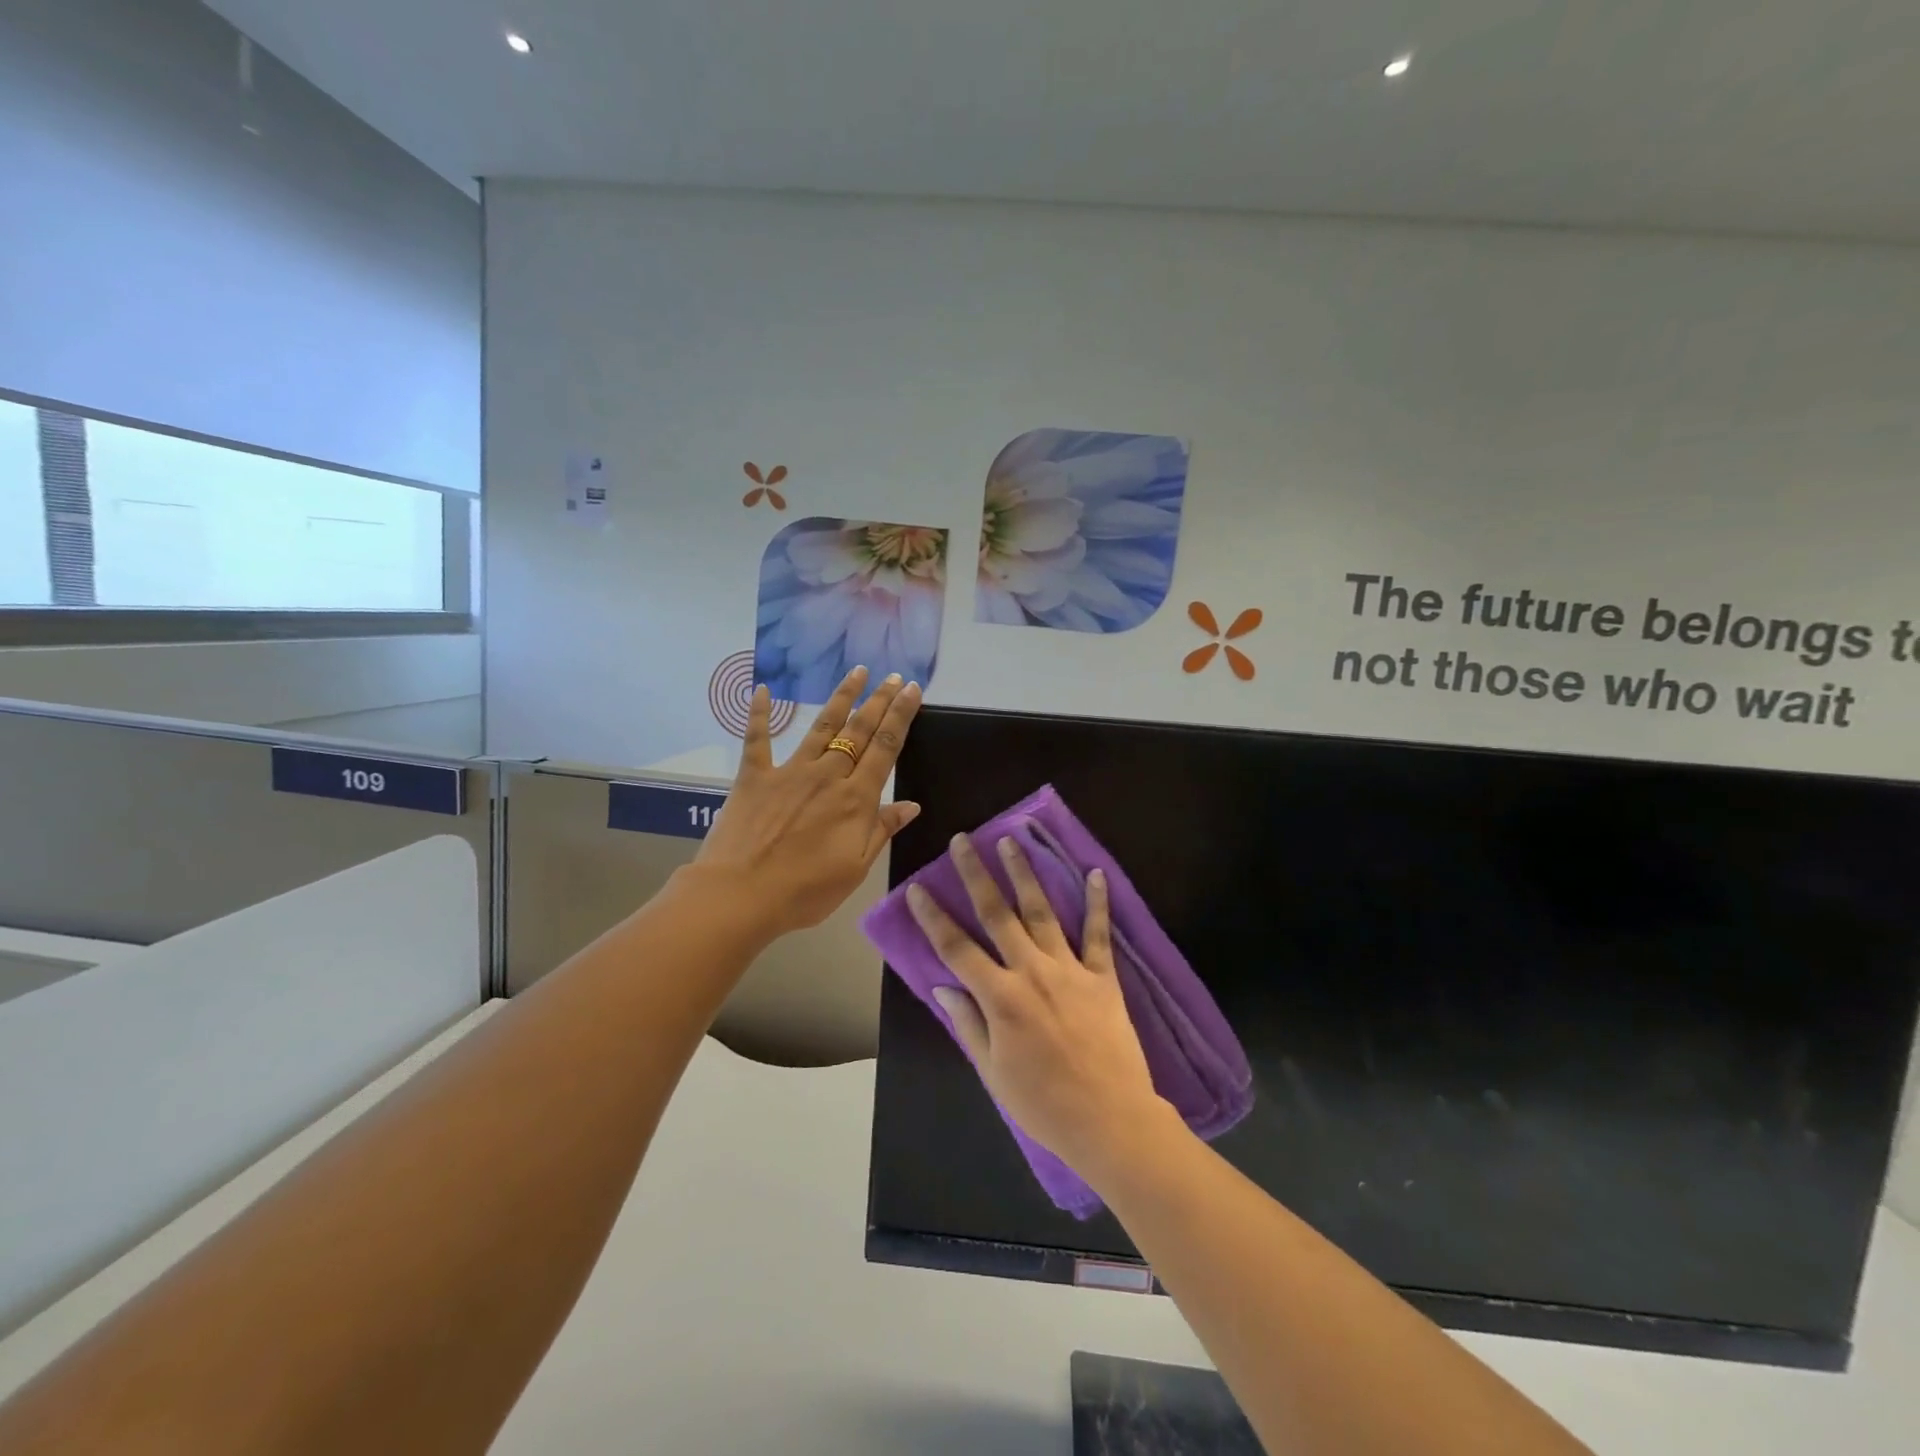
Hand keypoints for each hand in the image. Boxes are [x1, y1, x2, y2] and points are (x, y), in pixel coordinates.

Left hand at [694, 666, 921, 938]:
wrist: (740, 895)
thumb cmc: (804, 890)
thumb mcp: (855, 868)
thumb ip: (882, 830)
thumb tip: (911, 804)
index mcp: (855, 799)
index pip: (886, 748)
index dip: (901, 716)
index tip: (912, 690)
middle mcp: (827, 775)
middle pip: (858, 731)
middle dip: (879, 701)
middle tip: (894, 676)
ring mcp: (789, 772)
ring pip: (821, 727)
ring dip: (841, 698)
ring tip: (856, 672)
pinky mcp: (754, 777)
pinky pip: (757, 739)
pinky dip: (759, 714)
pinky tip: (764, 690)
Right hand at [907, 834, 1168, 1180]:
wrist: (1111, 1121)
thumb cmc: (1044, 1105)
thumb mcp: (992, 1073)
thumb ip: (968, 1024)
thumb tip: (943, 986)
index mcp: (1000, 997)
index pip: (956, 948)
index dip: (933, 917)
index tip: (917, 888)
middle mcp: (1031, 971)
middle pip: (997, 914)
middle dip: (976, 874)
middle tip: (963, 841)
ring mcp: (1070, 969)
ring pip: (1042, 911)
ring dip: (1024, 873)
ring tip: (1012, 840)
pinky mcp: (1103, 977)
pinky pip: (1099, 933)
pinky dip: (1097, 902)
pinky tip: (1095, 872)